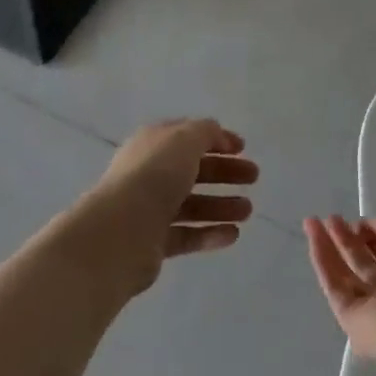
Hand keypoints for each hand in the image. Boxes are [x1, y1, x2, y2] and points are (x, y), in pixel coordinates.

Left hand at [78, 119, 257, 295]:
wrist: (121, 231)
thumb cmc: (155, 175)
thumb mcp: (184, 140)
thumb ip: (205, 132)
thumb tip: (217, 134)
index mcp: (153, 144)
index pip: (187, 136)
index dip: (215, 139)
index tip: (243, 148)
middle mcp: (150, 173)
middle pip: (193, 170)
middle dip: (225, 172)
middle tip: (254, 177)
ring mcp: (150, 209)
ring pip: (192, 204)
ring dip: (222, 205)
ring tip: (248, 211)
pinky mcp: (154, 242)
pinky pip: (187, 235)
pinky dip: (210, 233)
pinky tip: (233, 235)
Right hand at [304, 216, 375, 360]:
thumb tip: (366, 229)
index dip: (372, 233)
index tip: (357, 221)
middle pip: (365, 261)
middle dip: (347, 237)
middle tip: (330, 218)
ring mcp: (373, 308)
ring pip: (346, 273)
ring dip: (329, 245)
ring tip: (311, 222)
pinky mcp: (351, 320)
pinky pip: (334, 286)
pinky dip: (322, 260)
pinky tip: (313, 237)